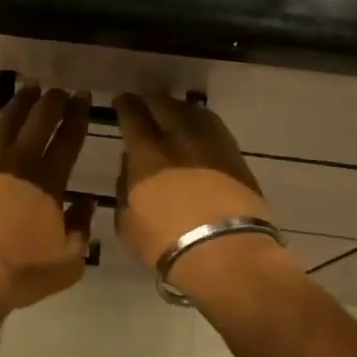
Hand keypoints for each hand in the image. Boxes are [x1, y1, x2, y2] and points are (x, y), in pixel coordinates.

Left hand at [0, 85, 96, 310]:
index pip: (68, 139)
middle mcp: (19, 163)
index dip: (77, 116)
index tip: (83, 97)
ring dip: (19, 103)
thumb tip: (85, 203)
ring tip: (28, 88)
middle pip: (39, 122)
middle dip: (52, 102)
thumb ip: (80, 228)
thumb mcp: (68, 261)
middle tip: (59, 90)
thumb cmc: (20, 272)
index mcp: (49, 181)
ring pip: (6, 123)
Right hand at [113, 94, 299, 304]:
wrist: (227, 255)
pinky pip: (215, 128)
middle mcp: (179, 140)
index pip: (132, 116)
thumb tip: (129, 168)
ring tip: (172, 113)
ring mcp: (211, 146)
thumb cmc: (166, 243)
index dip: (125, 105)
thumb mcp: (127, 222)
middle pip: (164, 105)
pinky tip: (198, 130)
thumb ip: (123, 188)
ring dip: (178, 108)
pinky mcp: (236, 158)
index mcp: (147, 154)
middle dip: (151, 102)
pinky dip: (202, 123)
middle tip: (145, 104)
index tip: (121, 101)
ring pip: (193, 112)